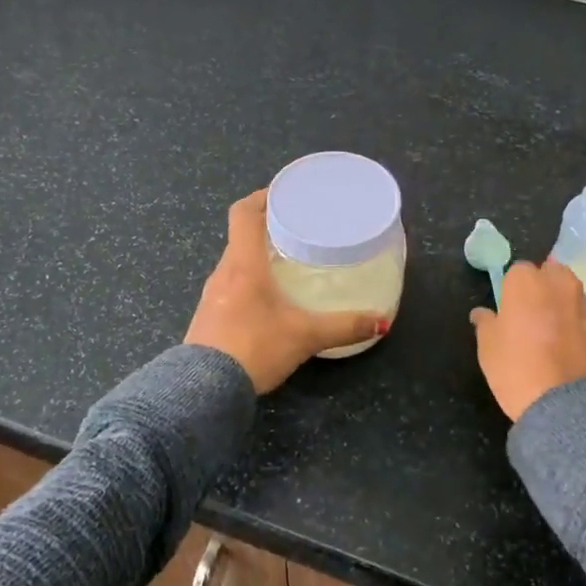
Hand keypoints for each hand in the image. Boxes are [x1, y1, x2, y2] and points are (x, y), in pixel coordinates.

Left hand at [186, 191, 385, 394]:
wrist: (203, 392)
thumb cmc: (254, 348)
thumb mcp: (305, 336)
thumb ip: (344, 327)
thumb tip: (381, 322)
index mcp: (243, 265)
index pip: (243, 214)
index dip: (262, 197)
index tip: (284, 194)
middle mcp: (223, 273)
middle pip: (241, 237)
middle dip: (267, 229)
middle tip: (298, 230)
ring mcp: (212, 296)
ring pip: (235, 264)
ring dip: (257, 257)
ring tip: (286, 263)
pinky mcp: (208, 318)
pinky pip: (230, 287)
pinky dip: (248, 282)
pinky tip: (268, 300)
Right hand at [470, 260, 585, 420]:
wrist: (566, 405)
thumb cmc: (516, 369)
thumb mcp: (487, 348)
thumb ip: (485, 323)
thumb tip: (482, 313)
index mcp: (526, 282)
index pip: (518, 272)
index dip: (513, 290)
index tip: (510, 311)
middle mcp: (560, 284)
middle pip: (551, 275)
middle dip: (544, 289)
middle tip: (533, 318)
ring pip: (574, 296)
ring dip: (565, 307)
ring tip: (556, 337)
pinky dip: (583, 329)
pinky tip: (575, 353)